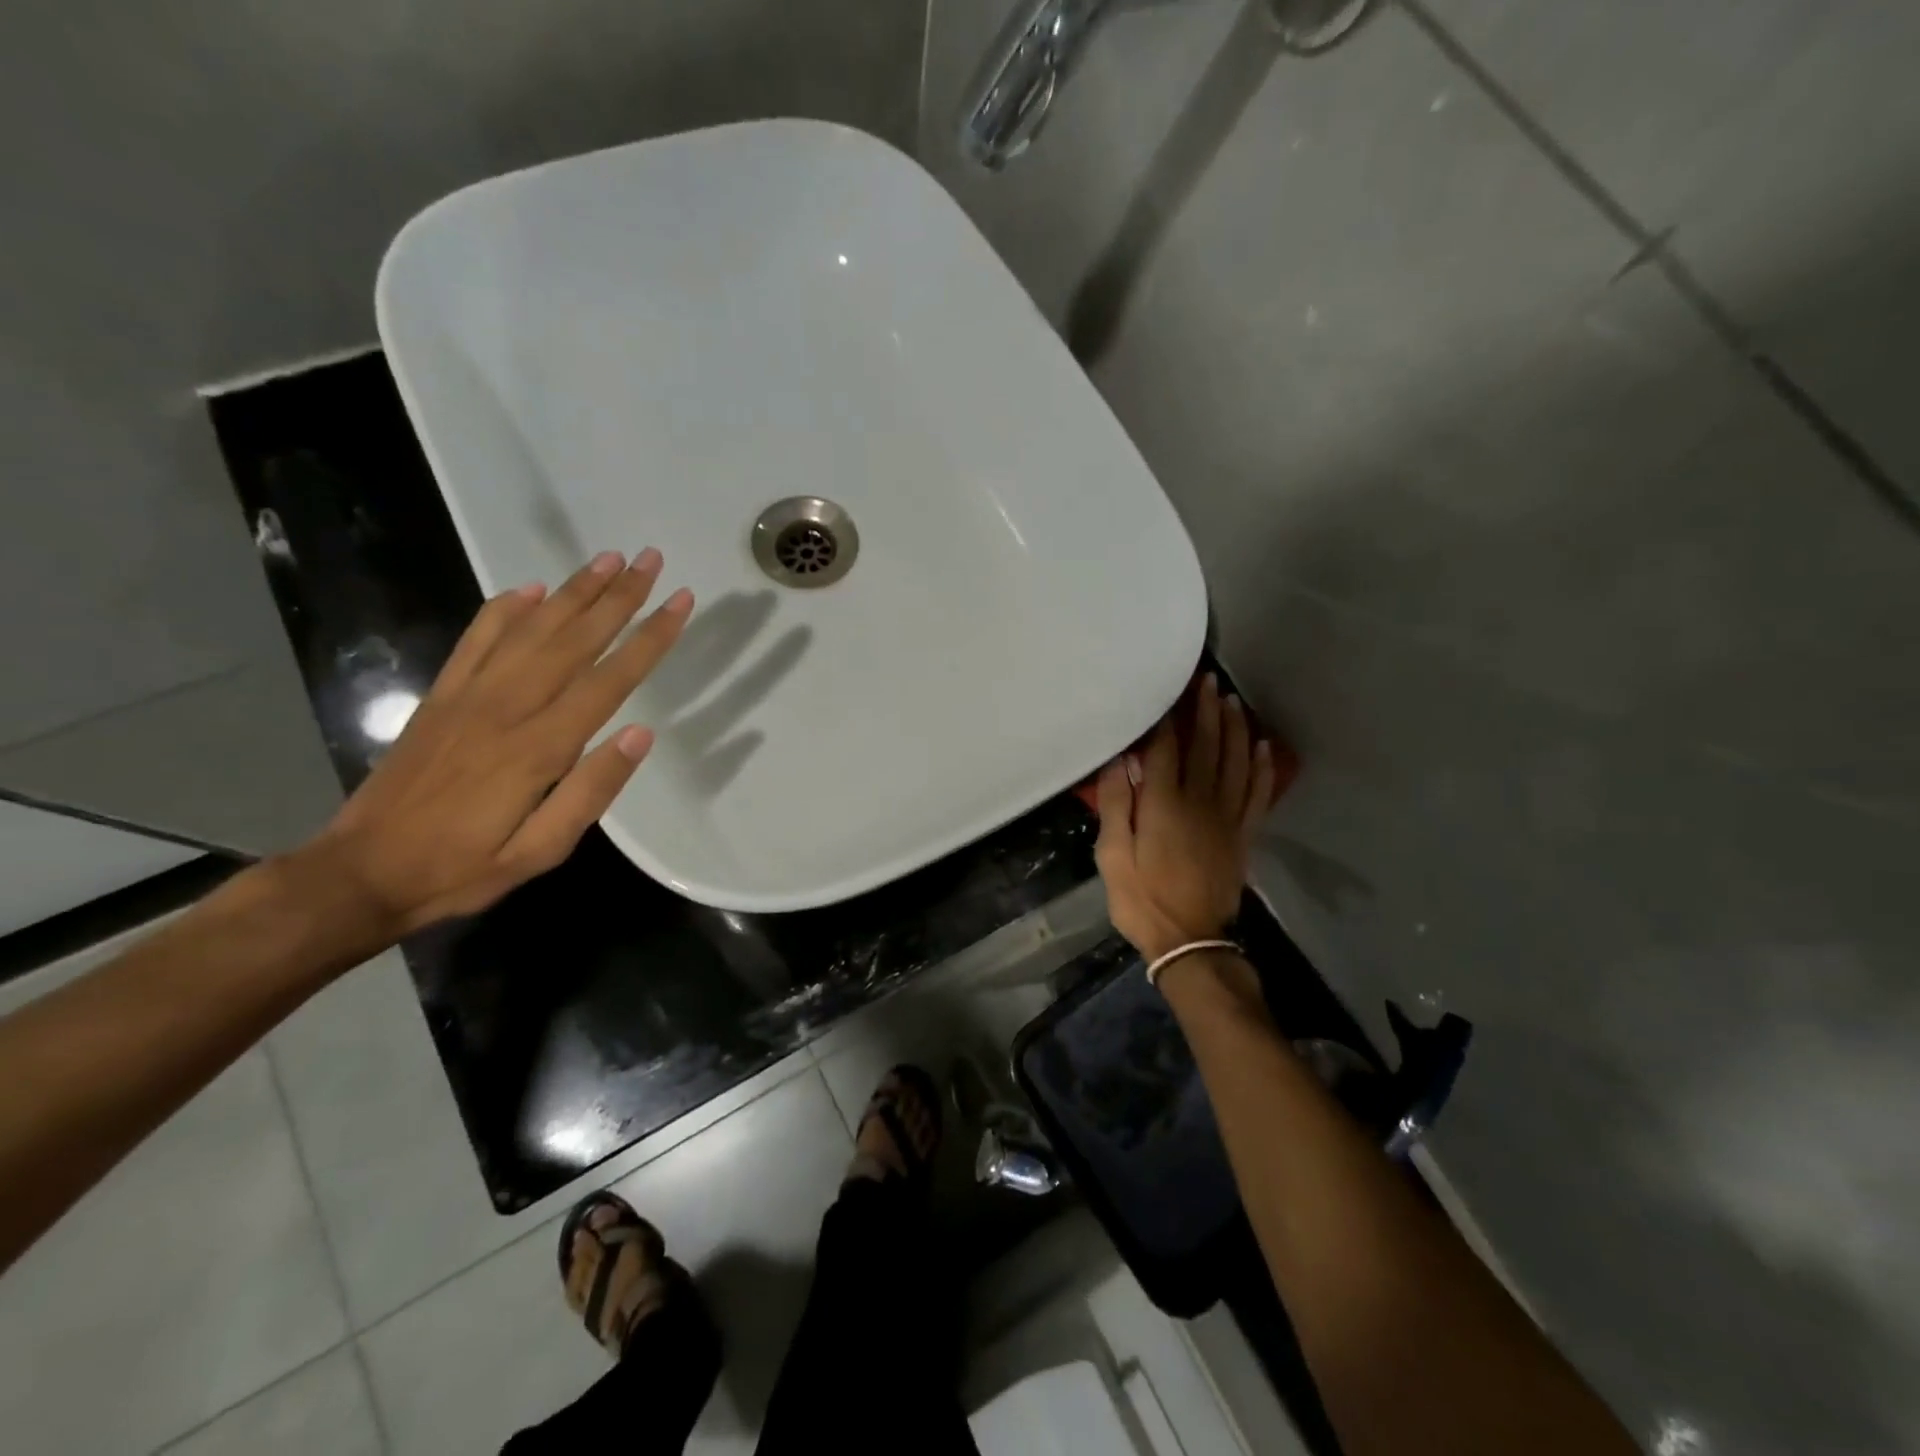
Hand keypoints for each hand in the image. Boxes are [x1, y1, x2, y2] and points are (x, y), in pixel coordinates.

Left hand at [306, 549, 691, 936]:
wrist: (362, 872)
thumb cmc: (464, 867)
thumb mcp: (541, 851)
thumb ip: (592, 791)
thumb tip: (642, 735)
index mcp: (540, 748)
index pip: (609, 679)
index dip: (648, 638)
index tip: (678, 602)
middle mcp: (506, 708)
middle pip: (573, 639)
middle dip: (618, 597)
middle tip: (650, 560)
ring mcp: (468, 696)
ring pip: (530, 629)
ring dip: (573, 591)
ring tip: (608, 559)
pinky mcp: (440, 696)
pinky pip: (476, 640)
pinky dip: (504, 608)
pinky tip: (530, 588)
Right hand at [1095, 674, 1276, 960]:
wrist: (1189, 940)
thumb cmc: (1142, 898)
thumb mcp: (1112, 855)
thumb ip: (1115, 804)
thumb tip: (1119, 761)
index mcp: (1163, 804)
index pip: (1166, 749)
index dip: (1167, 718)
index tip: (1168, 691)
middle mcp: (1200, 801)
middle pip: (1206, 746)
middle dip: (1206, 711)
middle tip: (1209, 680)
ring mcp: (1227, 817)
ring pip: (1235, 762)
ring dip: (1235, 729)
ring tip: (1232, 701)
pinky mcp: (1243, 835)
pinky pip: (1257, 793)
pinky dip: (1261, 767)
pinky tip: (1262, 746)